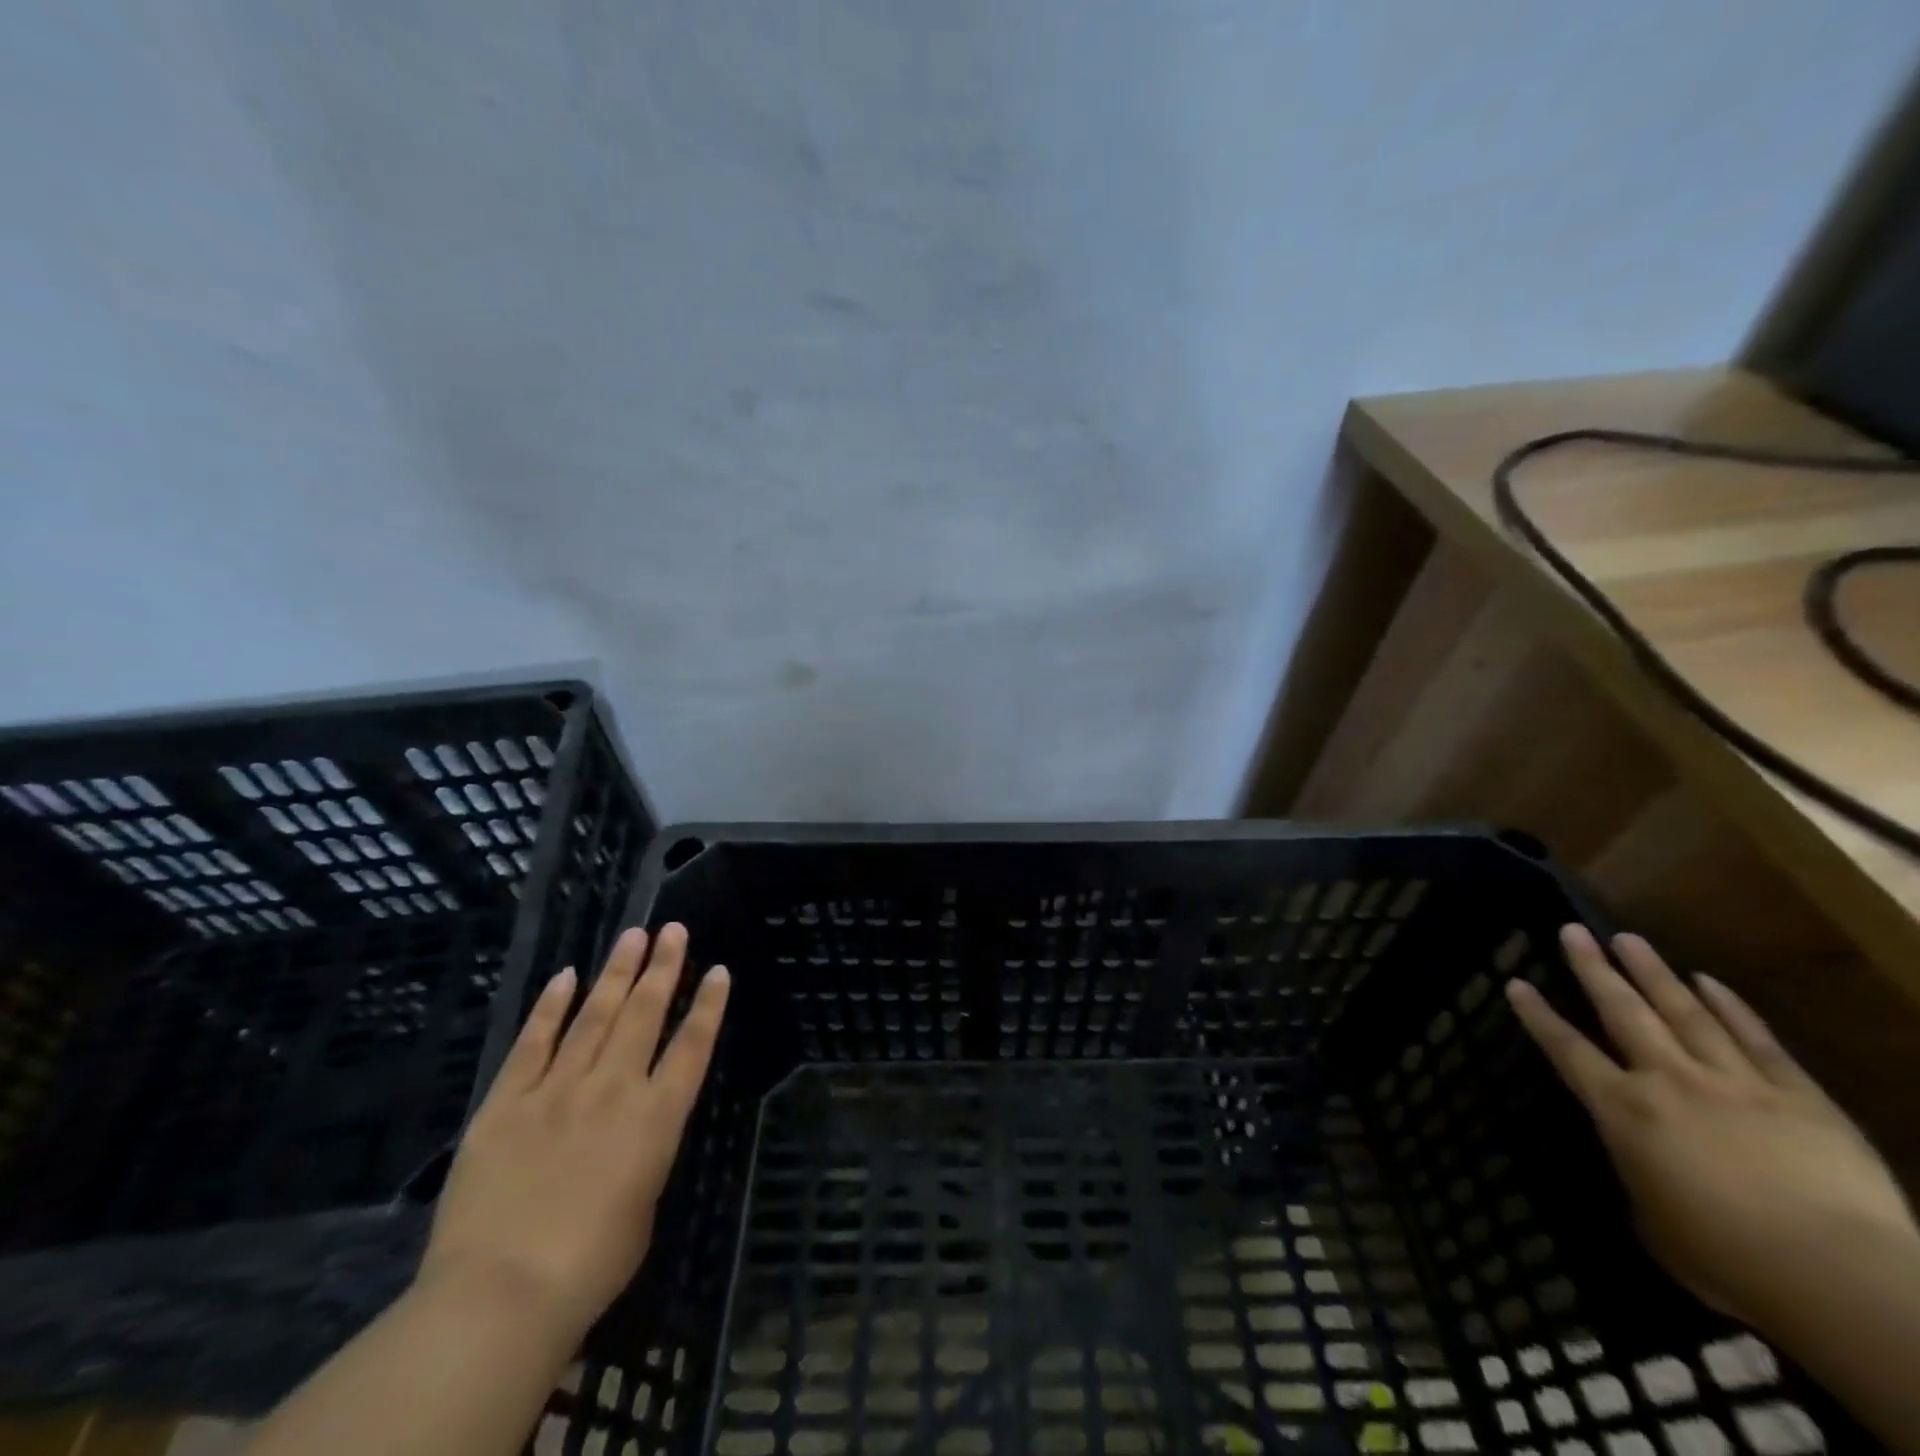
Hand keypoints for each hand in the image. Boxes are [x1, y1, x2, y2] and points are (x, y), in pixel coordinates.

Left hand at [415, 923, 729, 1341]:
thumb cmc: (591, 1266)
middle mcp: (615, 1088)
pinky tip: (565, 977)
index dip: (708, 1005)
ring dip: (616, 973)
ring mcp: (558, 1089)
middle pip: (644, 1014)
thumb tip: (630, 1135)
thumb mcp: (642, 1206)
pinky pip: (533, 1043)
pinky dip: (551, 1007)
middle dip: (662, 968)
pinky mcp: (507, 1103)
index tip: (717, 969)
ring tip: (633, 936)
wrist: (502, 1294)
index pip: (692, 1046)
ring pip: (594, 1015)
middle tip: (673, 930)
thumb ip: (642, 1157)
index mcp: (657, 1118)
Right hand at [1507, 925, 1915, 1332]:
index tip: (1515, 982)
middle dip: (1594, 968)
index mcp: (1624, 1112)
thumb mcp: (1656, 1223)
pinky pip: (1757, 1040)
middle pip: (1623, 1011)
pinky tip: (1709, 981)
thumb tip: (1644, 1164)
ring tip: (1629, 938)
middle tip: (1573, 930)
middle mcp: (1669, 1080)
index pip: (1567, 1051)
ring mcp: (1735, 1082)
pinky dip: (1731, 1007)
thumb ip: (1640, 1177)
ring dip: (1653, 973)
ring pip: (1685, 1012)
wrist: (1841, 1279)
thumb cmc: (1730, 1262)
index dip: (1538, 1016)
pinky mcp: (1798, 1095)